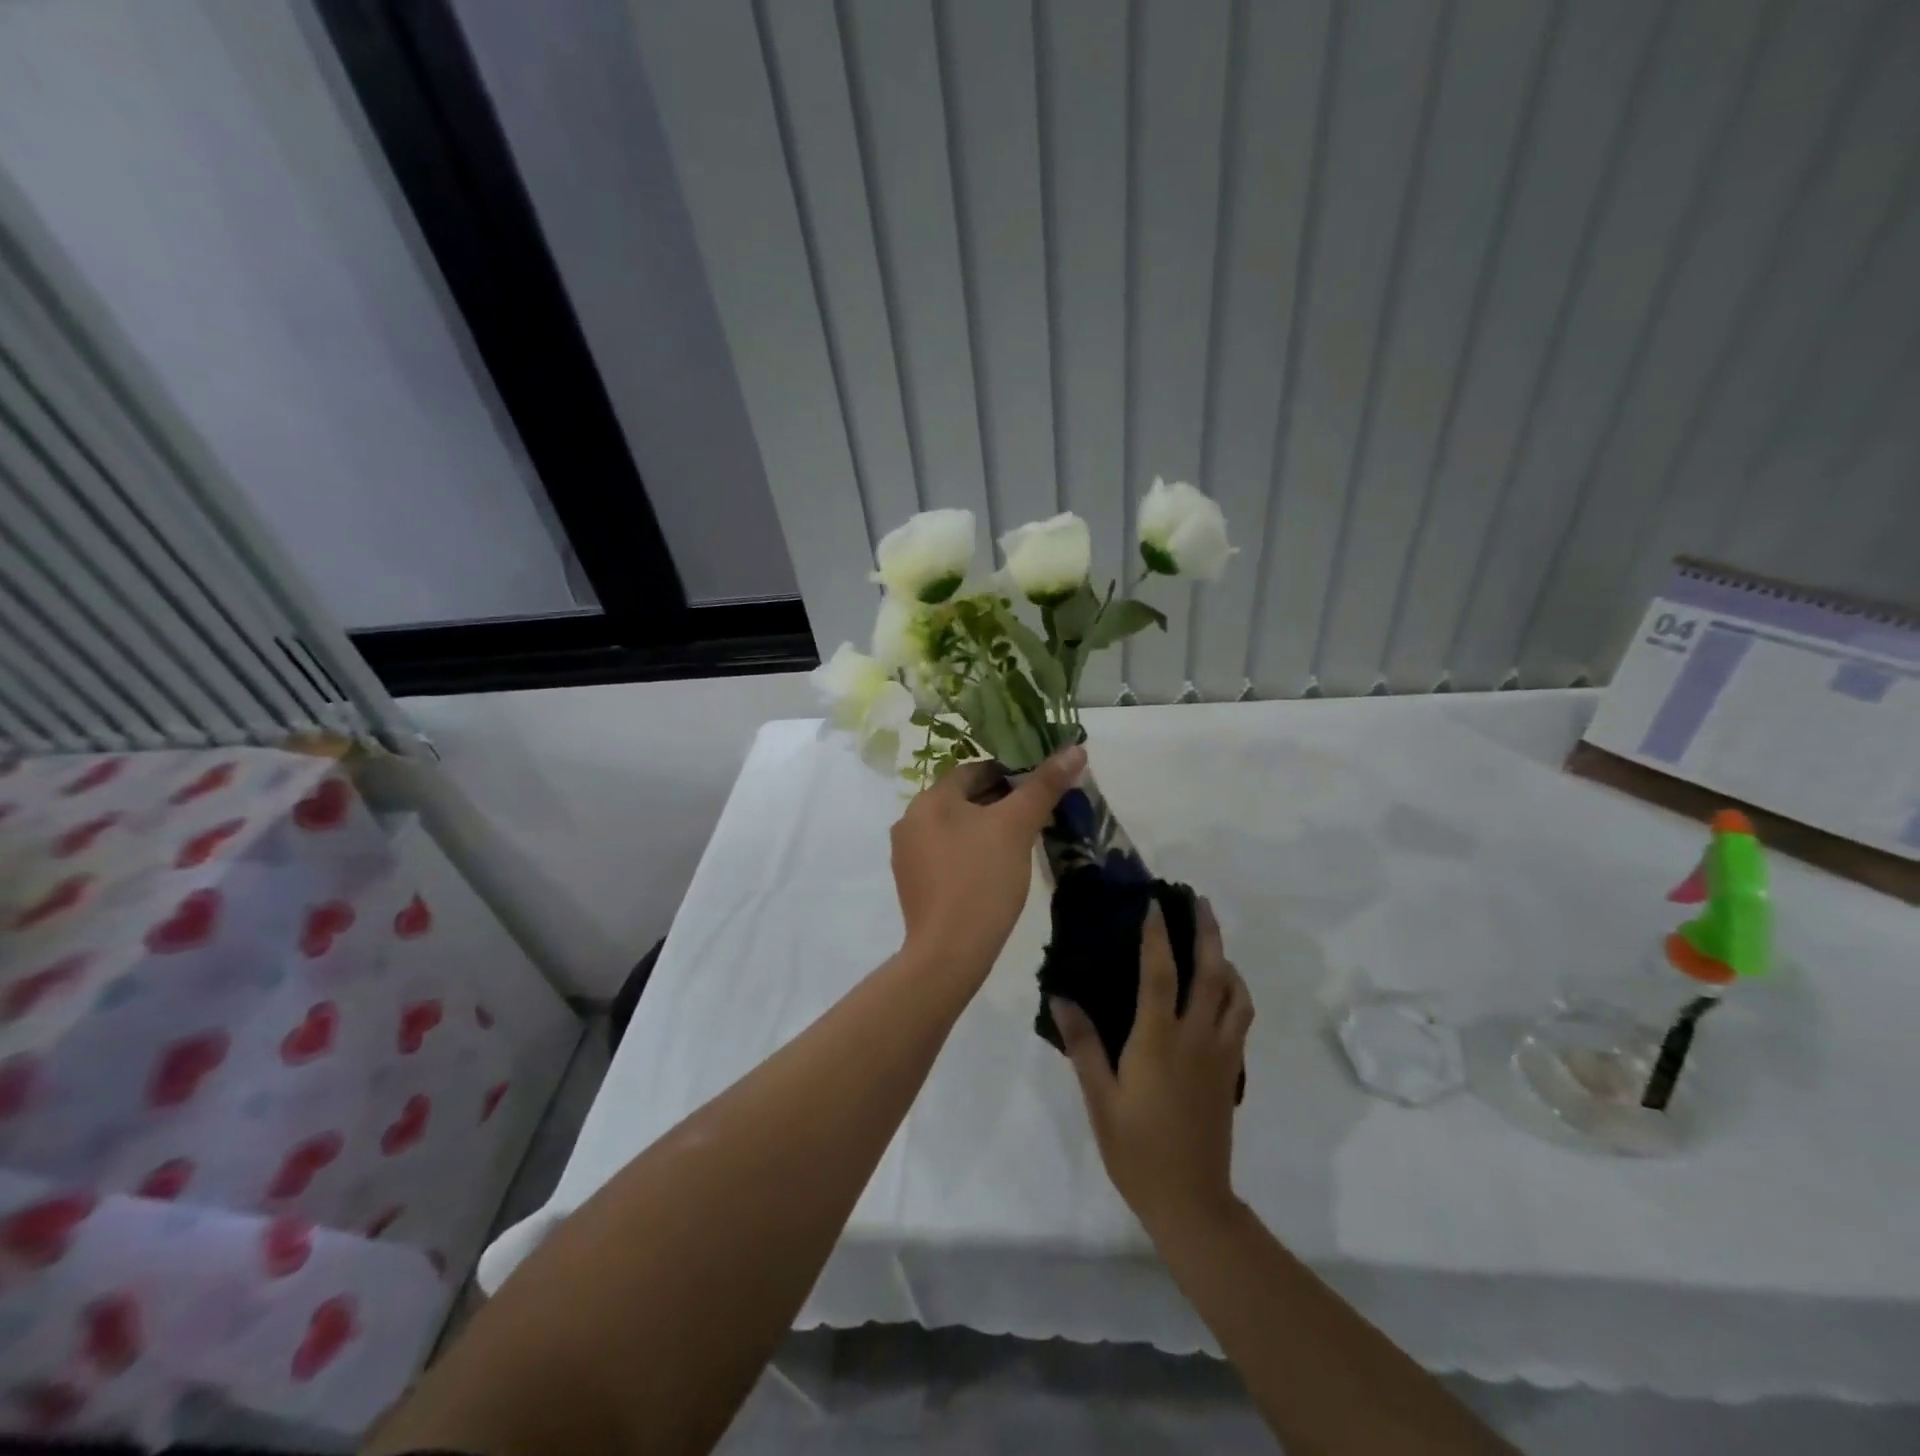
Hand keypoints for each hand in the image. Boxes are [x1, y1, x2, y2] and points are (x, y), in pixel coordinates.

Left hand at [891, 746, 1085, 976]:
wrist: (949, 951)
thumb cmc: (982, 878)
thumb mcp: (1018, 827)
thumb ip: (1044, 786)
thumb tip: (1075, 749)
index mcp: (929, 799)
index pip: (973, 770)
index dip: (1010, 773)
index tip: (1039, 788)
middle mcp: (910, 820)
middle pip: (963, 798)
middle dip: (999, 802)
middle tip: (1036, 815)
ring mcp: (908, 855)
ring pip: (955, 827)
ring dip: (985, 828)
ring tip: (1020, 843)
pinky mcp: (913, 884)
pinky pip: (946, 855)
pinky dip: (970, 853)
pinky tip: (995, 870)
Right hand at [1053, 898, 1251, 1233]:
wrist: (1191, 1199)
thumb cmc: (1136, 1148)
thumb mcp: (1099, 1097)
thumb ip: (1083, 1044)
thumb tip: (1061, 997)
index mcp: (1159, 1040)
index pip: (1160, 973)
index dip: (1157, 935)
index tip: (1153, 903)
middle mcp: (1196, 1037)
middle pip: (1211, 972)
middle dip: (1207, 932)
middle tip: (1200, 902)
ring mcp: (1220, 1054)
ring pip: (1235, 994)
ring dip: (1226, 959)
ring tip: (1211, 942)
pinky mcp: (1231, 1070)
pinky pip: (1239, 1018)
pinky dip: (1235, 992)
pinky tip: (1220, 991)